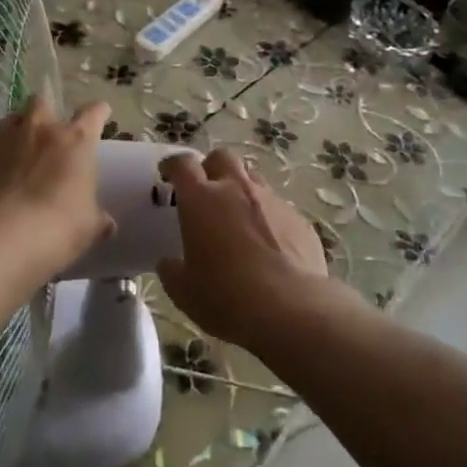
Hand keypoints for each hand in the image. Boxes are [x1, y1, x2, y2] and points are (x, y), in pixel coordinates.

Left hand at [0, 96, 113, 275]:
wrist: (7, 238)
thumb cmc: (61, 225)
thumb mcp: (89, 226)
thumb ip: (97, 219)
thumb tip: (106, 224)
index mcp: (76, 140)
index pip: (93, 113)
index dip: (98, 112)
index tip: (101, 113)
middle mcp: (41, 131)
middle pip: (42, 101)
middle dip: (47, 111)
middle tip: (51, 130)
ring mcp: (7, 144)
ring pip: (11, 119)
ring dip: (18, 128)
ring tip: (22, 146)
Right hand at [156, 149, 333, 354]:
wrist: (290, 309)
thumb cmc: (226, 297)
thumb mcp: (184, 291)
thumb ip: (172, 270)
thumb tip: (169, 263)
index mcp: (201, 199)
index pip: (183, 164)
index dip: (173, 165)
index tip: (168, 174)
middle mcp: (236, 188)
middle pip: (222, 157)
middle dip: (211, 167)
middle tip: (206, 190)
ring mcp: (271, 200)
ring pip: (253, 178)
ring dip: (241, 188)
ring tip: (238, 215)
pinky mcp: (298, 218)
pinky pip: (278, 207)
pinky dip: (268, 216)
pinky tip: (268, 243)